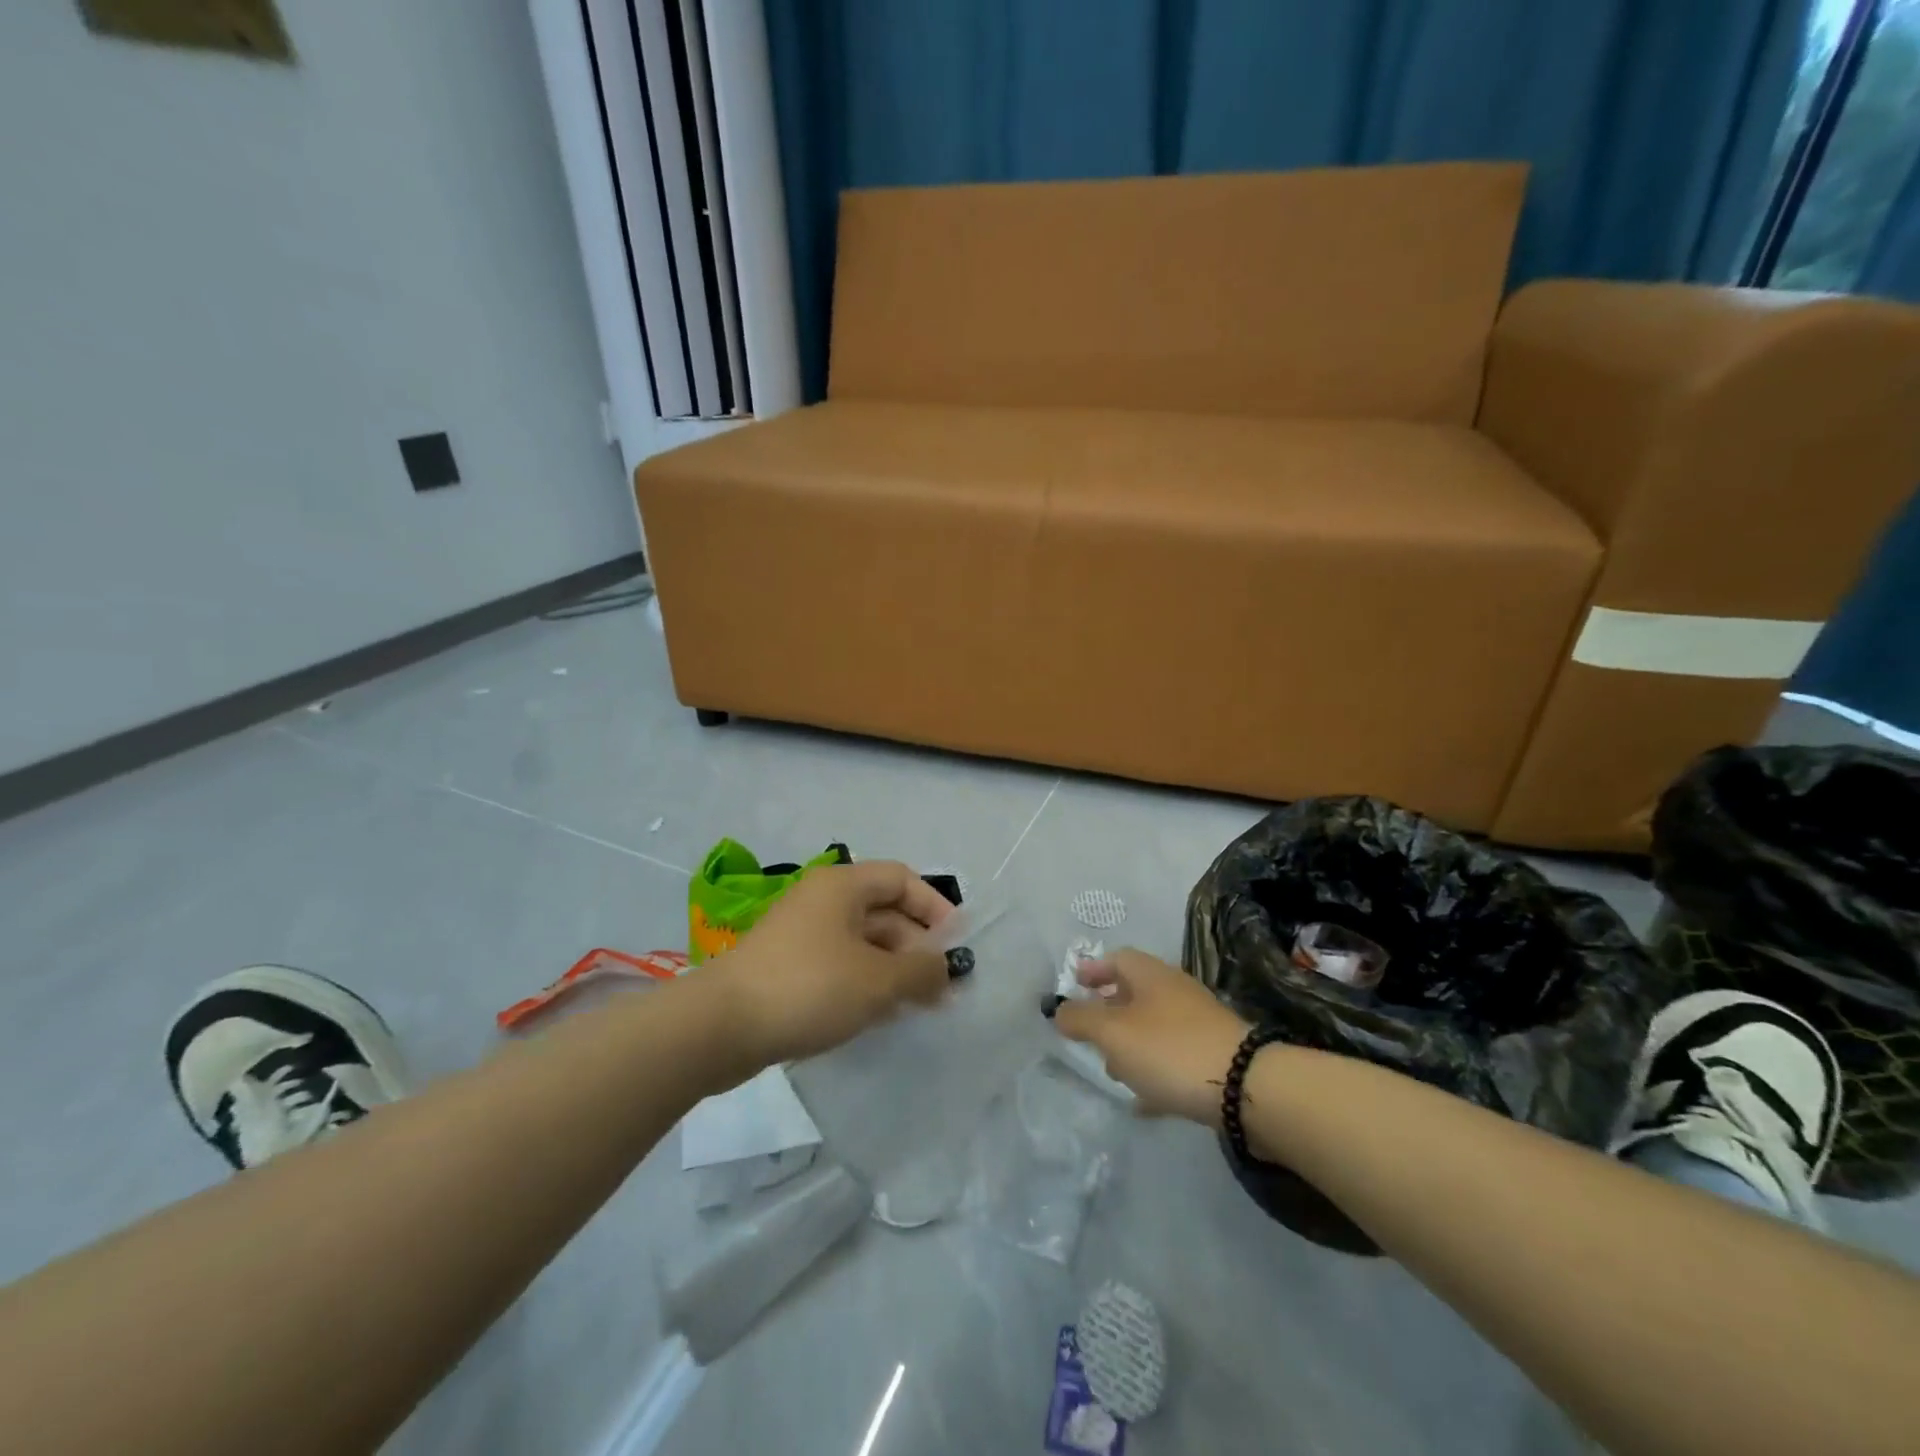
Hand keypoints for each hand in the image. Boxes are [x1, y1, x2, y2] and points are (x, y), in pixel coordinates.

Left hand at [708, 860, 953, 1066]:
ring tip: (918, 1007)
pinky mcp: (787, 967)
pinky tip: (879, 1016)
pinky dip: (864, 983)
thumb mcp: (877, 980)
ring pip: (862, 942)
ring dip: (893, 969)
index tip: (956, 945)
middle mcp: (822, 900)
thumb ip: (921, 971)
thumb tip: (945, 969)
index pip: (902, 879)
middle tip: (942, 990)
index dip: (935, 907)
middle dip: (916, 947)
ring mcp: (802, 934)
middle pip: (884, 912)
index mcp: (842, 885)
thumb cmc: (808, 987)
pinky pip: (839, 965)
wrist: (719, 1026)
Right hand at [1053, 949, 1251, 1125]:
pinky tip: (1143, 1101)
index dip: (1093, 969)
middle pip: (1136, 992)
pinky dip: (1154, 1072)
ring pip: (1154, 1027)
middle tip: (1088, 1032)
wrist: (1246, 1087)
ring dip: (1130, 1043)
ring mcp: (1198, 1024)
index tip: (1074, 984)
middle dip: (1109, 1010)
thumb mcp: (1112, 1032)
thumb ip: (1080, 1019)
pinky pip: (1174, 1059)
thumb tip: (1059, 1010)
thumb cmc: (1169, 1049)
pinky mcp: (1214, 1057)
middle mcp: (1175, 992)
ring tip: (1113, 1070)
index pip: (1117, 958)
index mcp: (1151, 975)